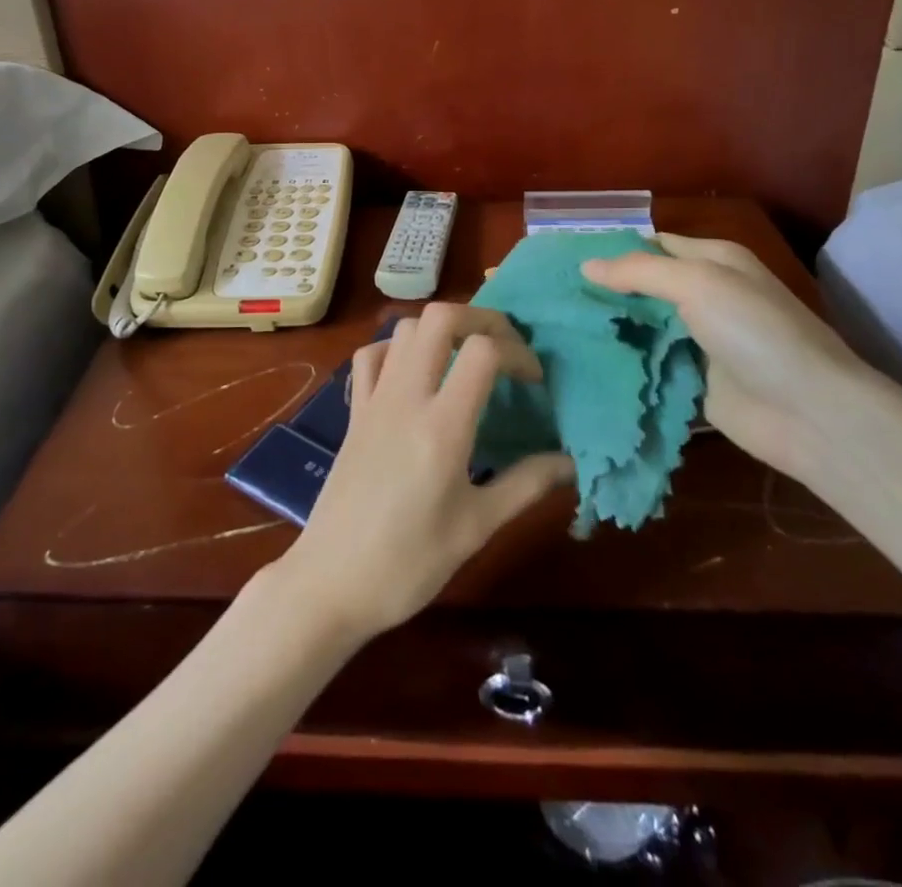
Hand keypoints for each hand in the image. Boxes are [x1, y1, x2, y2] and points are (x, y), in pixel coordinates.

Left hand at [273, 304, 574, 642]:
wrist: (331, 582)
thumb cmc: (409, 564)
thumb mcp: (476, 527)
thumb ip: (526, 485)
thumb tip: (570, 461)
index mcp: (442, 426)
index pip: (483, 351)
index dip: (518, 352)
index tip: (534, 382)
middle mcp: (406, 397)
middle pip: (440, 317)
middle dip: (481, 319)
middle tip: (505, 348)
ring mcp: (374, 399)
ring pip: (406, 328)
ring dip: (441, 329)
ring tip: (466, 359)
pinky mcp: (354, 411)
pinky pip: (372, 355)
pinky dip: (397, 348)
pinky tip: (415, 374)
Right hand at [581, 234, 879, 480]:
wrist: (809, 413)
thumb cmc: (756, 332)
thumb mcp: (699, 283)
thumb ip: (640, 271)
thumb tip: (586, 265)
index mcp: (713, 261)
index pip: (652, 245)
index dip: (613, 249)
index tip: (564, 259)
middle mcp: (705, 296)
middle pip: (644, 286)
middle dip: (604, 290)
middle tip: (552, 295)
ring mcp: (698, 340)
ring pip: (643, 326)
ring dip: (609, 327)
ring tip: (555, 326)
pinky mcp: (692, 380)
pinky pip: (649, 364)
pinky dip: (622, 362)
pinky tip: (581, 361)